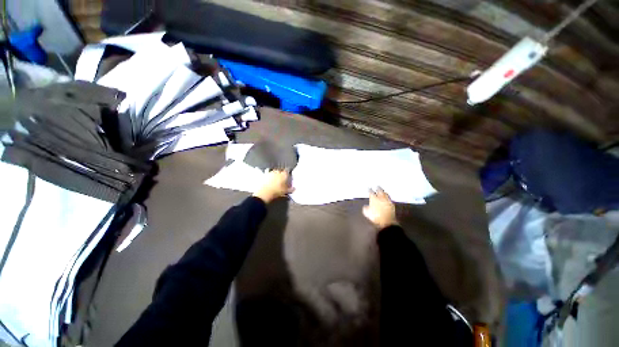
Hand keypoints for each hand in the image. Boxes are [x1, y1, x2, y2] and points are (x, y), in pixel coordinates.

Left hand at [253, 169, 294, 202]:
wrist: (264, 192)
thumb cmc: (276, 191)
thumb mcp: (285, 191)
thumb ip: (291, 189)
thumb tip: (294, 188)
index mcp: (284, 174)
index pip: (287, 170)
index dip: (288, 172)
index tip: (288, 175)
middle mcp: (277, 171)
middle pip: (280, 170)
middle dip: (281, 173)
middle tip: (282, 178)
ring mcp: (270, 172)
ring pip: (274, 172)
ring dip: (275, 175)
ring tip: (275, 180)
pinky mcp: (264, 175)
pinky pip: (267, 174)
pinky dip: (269, 177)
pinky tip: (268, 180)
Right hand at [363, 187, 397, 229]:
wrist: (387, 222)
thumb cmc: (376, 217)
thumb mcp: (367, 213)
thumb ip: (365, 208)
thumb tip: (365, 207)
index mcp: (374, 198)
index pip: (371, 192)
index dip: (369, 189)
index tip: (369, 188)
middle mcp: (381, 198)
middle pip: (379, 190)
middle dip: (378, 188)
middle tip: (377, 186)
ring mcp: (387, 201)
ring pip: (385, 194)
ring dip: (384, 192)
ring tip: (383, 191)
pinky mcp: (392, 205)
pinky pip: (390, 199)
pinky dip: (388, 198)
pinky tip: (387, 198)